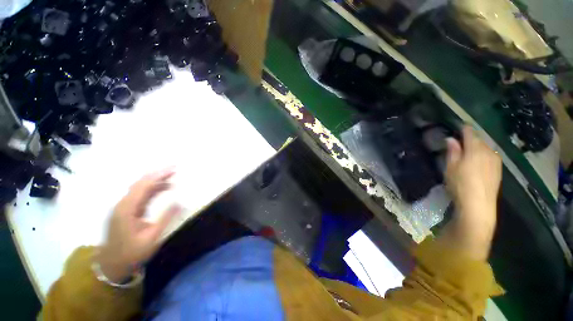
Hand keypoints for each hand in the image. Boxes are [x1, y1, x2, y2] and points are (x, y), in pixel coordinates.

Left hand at [96, 169, 180, 282]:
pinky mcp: (127, 211)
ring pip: (140, 188)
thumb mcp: (152, 237)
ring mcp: (124, 207)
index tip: (174, 168)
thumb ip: (165, 218)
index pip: (143, 185)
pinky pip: (141, 195)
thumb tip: (180, 202)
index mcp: (127, 209)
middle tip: (175, 168)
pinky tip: (164, 189)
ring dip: (156, 181)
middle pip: (141, 183)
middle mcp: (123, 204)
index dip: (159, 175)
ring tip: (173, 177)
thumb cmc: (132, 253)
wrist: (111, 266)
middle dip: (158, 174)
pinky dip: (153, 189)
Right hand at [442, 126, 501, 260]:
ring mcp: (496, 161)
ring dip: (477, 147)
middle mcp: (489, 152)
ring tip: (467, 152)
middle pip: (479, 140)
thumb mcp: (451, 167)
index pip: (470, 133)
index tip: (458, 126)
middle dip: (470, 139)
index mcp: (475, 149)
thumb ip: (452, 151)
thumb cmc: (460, 184)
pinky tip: (477, 162)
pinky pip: (490, 156)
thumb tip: (451, 139)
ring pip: (485, 148)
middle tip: (459, 141)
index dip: (464, 128)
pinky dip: (483, 155)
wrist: (479, 205)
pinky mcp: (498, 170)